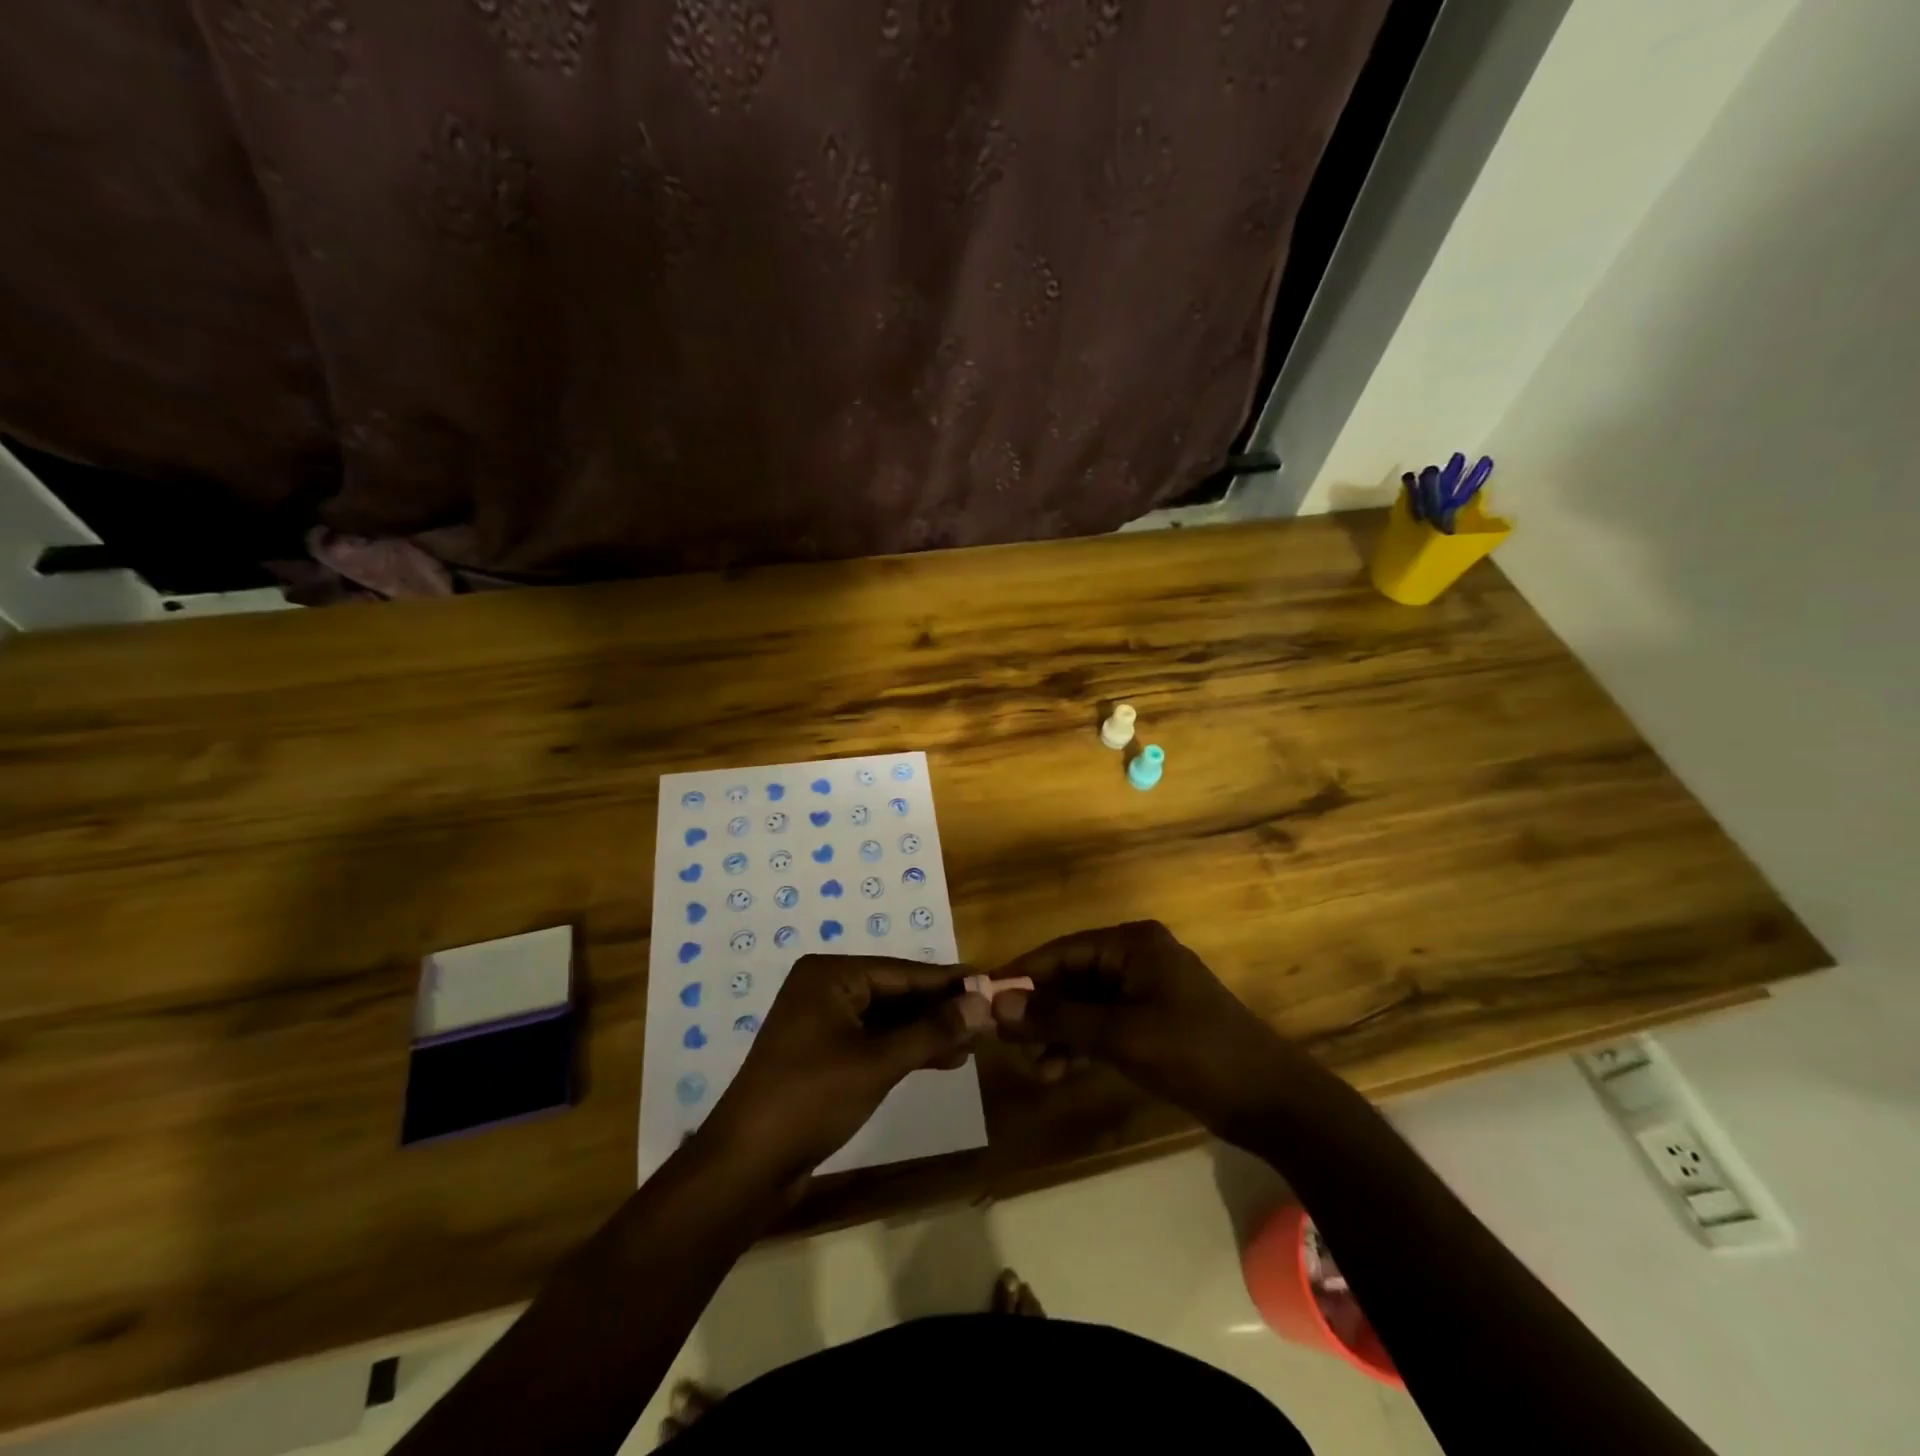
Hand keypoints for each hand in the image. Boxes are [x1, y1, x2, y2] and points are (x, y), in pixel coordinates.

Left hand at [704, 954, 990, 1178]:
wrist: (747, 1165)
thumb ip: (933, 1030)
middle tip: (988, 1019)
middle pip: (895, 993)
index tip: (991, 983)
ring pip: (887, 1019)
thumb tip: (983, 1002)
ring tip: (973, 1043)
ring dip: (927, 1032)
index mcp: (830, 975)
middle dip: (939, 1010)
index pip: (902, 972)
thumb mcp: (878, 1062)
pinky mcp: (823, 1055)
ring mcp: (822, 1023)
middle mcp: (825, 989)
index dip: (948, 982)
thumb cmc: (811, 1099)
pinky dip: (905, 1049)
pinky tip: (942, 1059)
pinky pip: (873, 1041)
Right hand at [989, 921, 1314, 1135]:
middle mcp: (1135, 957)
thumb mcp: (1120, 1035)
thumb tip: (996, 1005)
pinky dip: (1081, 1044)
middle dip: (1039, 1012)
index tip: (984, 1002)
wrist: (1271, 1101)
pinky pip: (1103, 1024)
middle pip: (1071, 978)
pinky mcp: (1153, 1021)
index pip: (1061, 951)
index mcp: (1131, 944)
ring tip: (1035, 1068)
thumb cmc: (1195, 1053)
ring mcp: (1145, 990)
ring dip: (1057, 1033)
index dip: (1021, 976)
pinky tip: (1059, 1070)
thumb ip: (1057, 1019)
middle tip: (1009, 1047)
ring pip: (1084, 1005)